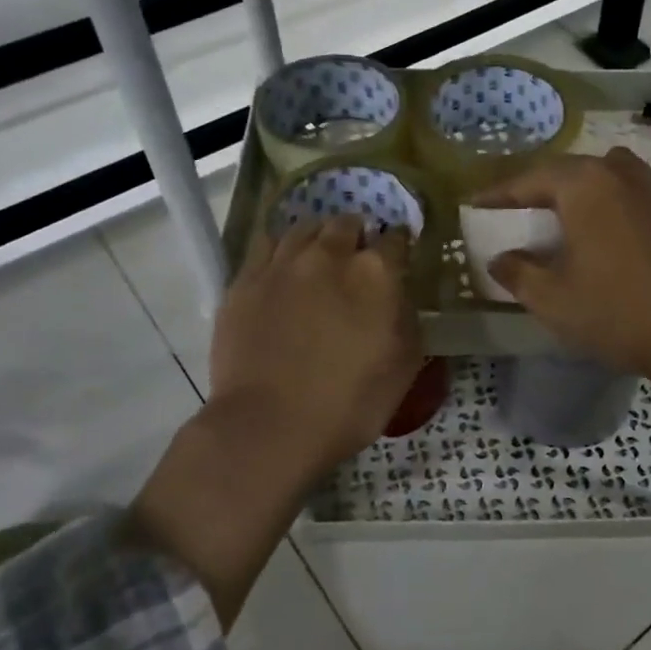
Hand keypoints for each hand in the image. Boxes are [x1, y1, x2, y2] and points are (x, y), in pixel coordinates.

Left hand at [130, 216, 422, 627]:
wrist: (270, 426)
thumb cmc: (349, 403)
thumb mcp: (404, 365)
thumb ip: (407, 317)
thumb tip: (398, 294)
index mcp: (375, 273)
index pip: (395, 238)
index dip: (399, 246)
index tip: (398, 258)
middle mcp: (328, 255)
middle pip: (346, 223)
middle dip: (356, 235)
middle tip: (356, 259)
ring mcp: (281, 264)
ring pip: (303, 227)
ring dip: (318, 237)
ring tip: (317, 257)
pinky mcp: (244, 280)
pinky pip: (265, 245)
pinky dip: (280, 249)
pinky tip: (282, 269)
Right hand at [477, 149, 650, 385]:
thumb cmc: (617, 313)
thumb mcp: (553, 300)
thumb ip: (518, 273)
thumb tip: (500, 260)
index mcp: (587, 187)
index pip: (531, 178)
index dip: (500, 193)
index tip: (477, 205)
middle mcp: (625, 177)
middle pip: (575, 170)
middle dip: (544, 187)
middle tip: (523, 210)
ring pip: (615, 177)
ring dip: (588, 190)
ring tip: (573, 218)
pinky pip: (643, 201)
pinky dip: (622, 211)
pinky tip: (619, 244)